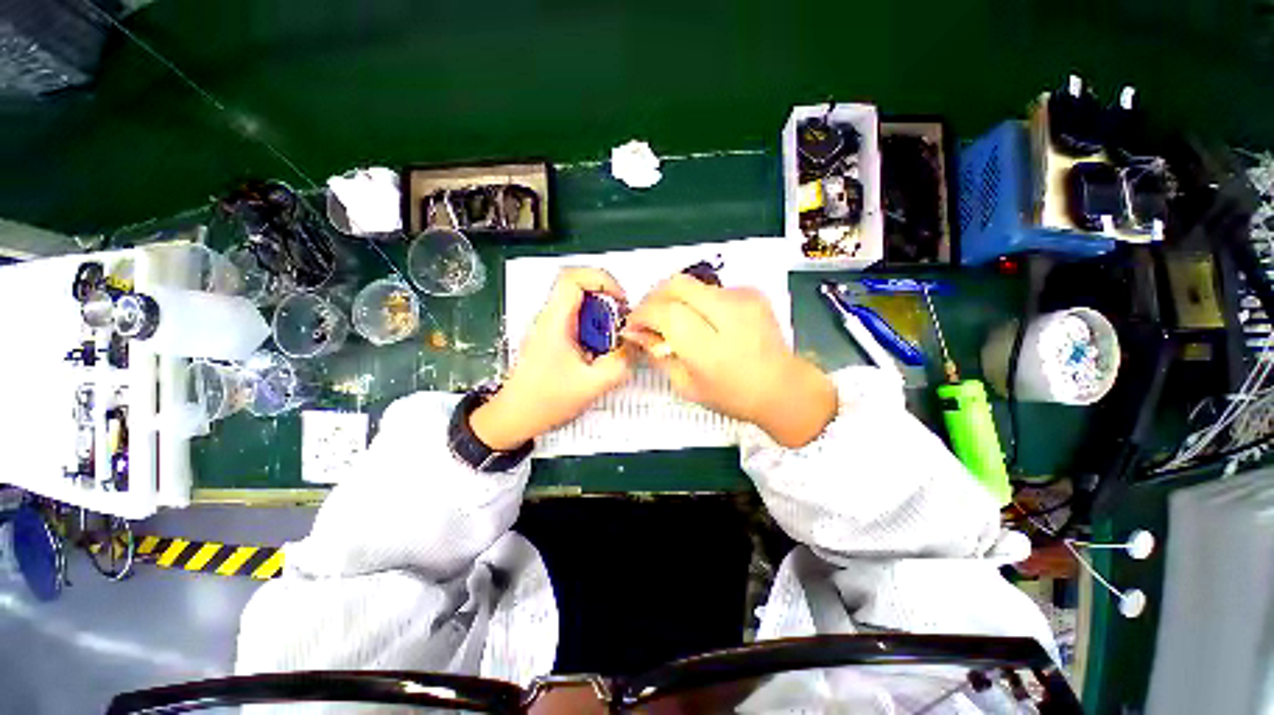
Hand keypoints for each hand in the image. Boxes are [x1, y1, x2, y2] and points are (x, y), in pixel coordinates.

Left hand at [470, 268, 635, 449]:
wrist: (515, 417)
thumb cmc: (545, 401)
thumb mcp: (591, 385)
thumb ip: (620, 364)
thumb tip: (636, 345)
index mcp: (555, 321)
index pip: (573, 277)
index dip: (602, 280)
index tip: (620, 301)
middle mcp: (550, 318)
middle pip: (580, 288)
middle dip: (607, 302)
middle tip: (621, 326)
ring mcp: (550, 327)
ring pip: (580, 306)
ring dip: (601, 319)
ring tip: (611, 343)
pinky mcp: (552, 338)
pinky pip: (577, 322)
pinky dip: (594, 331)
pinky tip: (599, 354)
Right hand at [624, 274, 836, 447]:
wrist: (783, 388)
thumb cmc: (731, 395)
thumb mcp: (686, 385)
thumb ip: (658, 354)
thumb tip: (635, 332)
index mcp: (709, 347)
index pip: (664, 312)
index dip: (642, 314)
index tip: (633, 326)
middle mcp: (727, 314)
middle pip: (676, 284)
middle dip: (653, 297)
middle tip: (647, 317)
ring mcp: (742, 299)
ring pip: (691, 283)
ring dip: (674, 298)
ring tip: (672, 319)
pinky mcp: (752, 292)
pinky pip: (710, 288)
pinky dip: (696, 300)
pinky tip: (701, 319)